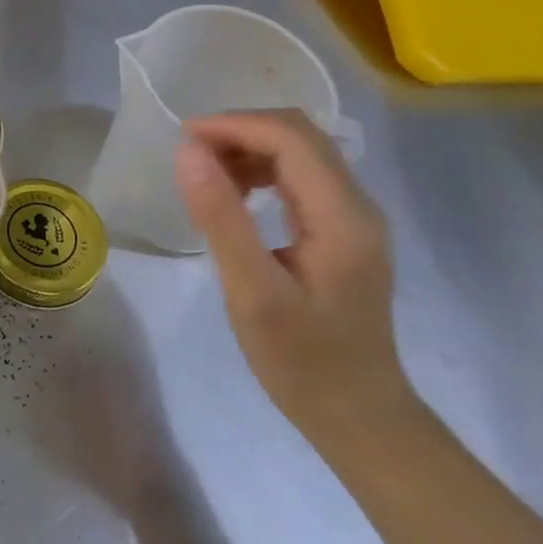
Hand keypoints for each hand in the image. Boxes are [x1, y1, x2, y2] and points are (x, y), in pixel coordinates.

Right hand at [175, 110, 416, 454]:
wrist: (359, 418)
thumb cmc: (302, 362)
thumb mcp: (252, 292)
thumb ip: (220, 217)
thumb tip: (188, 152)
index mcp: (342, 216)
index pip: (290, 137)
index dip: (234, 125)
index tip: (183, 140)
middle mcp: (357, 205)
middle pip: (300, 135)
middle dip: (240, 132)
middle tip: (191, 157)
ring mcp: (354, 218)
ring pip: (301, 152)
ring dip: (249, 149)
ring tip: (206, 177)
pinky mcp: (343, 231)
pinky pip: (301, 177)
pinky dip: (262, 171)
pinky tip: (235, 197)